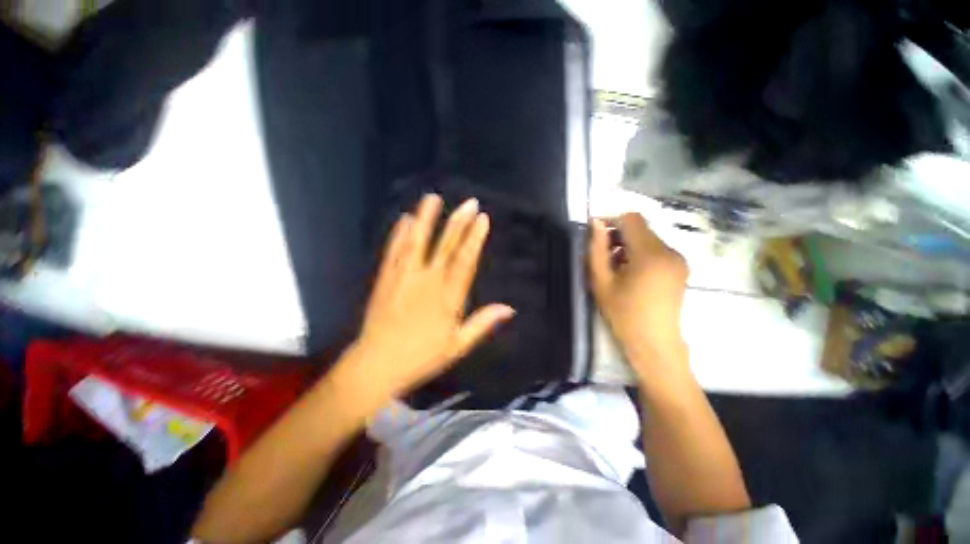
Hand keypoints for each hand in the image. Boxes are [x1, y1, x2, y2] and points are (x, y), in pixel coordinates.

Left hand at [350, 194, 514, 400]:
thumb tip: (509, 308)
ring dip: (426, 219)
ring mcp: (403, 277)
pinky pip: (394, 252)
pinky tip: (404, 219)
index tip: (482, 219)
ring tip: (432, 198)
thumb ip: (483, 323)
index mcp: (447, 297)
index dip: (475, 238)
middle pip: (445, 247)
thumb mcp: (458, 345)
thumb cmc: (422, 357)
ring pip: (417, 242)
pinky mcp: (385, 279)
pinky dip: (399, 234)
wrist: (377, 365)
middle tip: (468, 202)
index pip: (465, 261)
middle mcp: (427, 281)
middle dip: (458, 223)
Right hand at [589, 213, 688, 375]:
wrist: (654, 343)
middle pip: (640, 227)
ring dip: (628, 245)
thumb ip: (597, 249)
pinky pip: (657, 249)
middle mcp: (670, 251)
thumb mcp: (601, 281)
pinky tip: (631, 273)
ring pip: (648, 238)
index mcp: (650, 254)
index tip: (596, 235)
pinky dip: (640, 253)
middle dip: (619, 235)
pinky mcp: (681, 267)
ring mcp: (678, 259)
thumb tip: (596, 223)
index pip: (631, 219)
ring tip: (616, 267)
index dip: (611, 221)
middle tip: (603, 256)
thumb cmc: (623, 314)